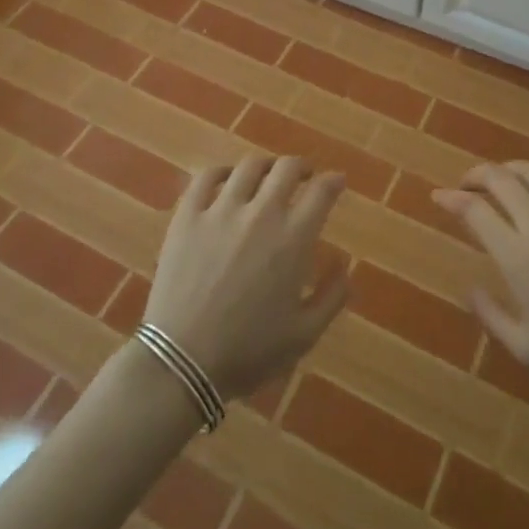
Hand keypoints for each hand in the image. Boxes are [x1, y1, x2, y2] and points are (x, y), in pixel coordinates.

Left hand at [144, 155, 350, 398]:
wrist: (183, 362)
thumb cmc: (248, 352)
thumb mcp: (304, 335)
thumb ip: (332, 297)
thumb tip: (346, 264)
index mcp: (293, 239)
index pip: (321, 192)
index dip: (333, 181)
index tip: (336, 181)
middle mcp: (261, 213)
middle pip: (286, 168)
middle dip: (301, 167)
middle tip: (303, 176)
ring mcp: (221, 210)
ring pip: (249, 167)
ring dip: (265, 167)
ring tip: (267, 175)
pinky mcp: (188, 215)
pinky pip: (206, 177)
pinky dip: (221, 172)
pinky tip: (227, 179)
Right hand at [433, 161, 528, 398]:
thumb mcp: (528, 349)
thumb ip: (492, 316)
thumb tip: (469, 288)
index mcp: (518, 255)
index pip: (474, 210)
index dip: (451, 199)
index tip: (439, 197)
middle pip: (500, 178)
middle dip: (476, 175)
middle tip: (467, 185)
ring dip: (510, 169)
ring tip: (503, 179)